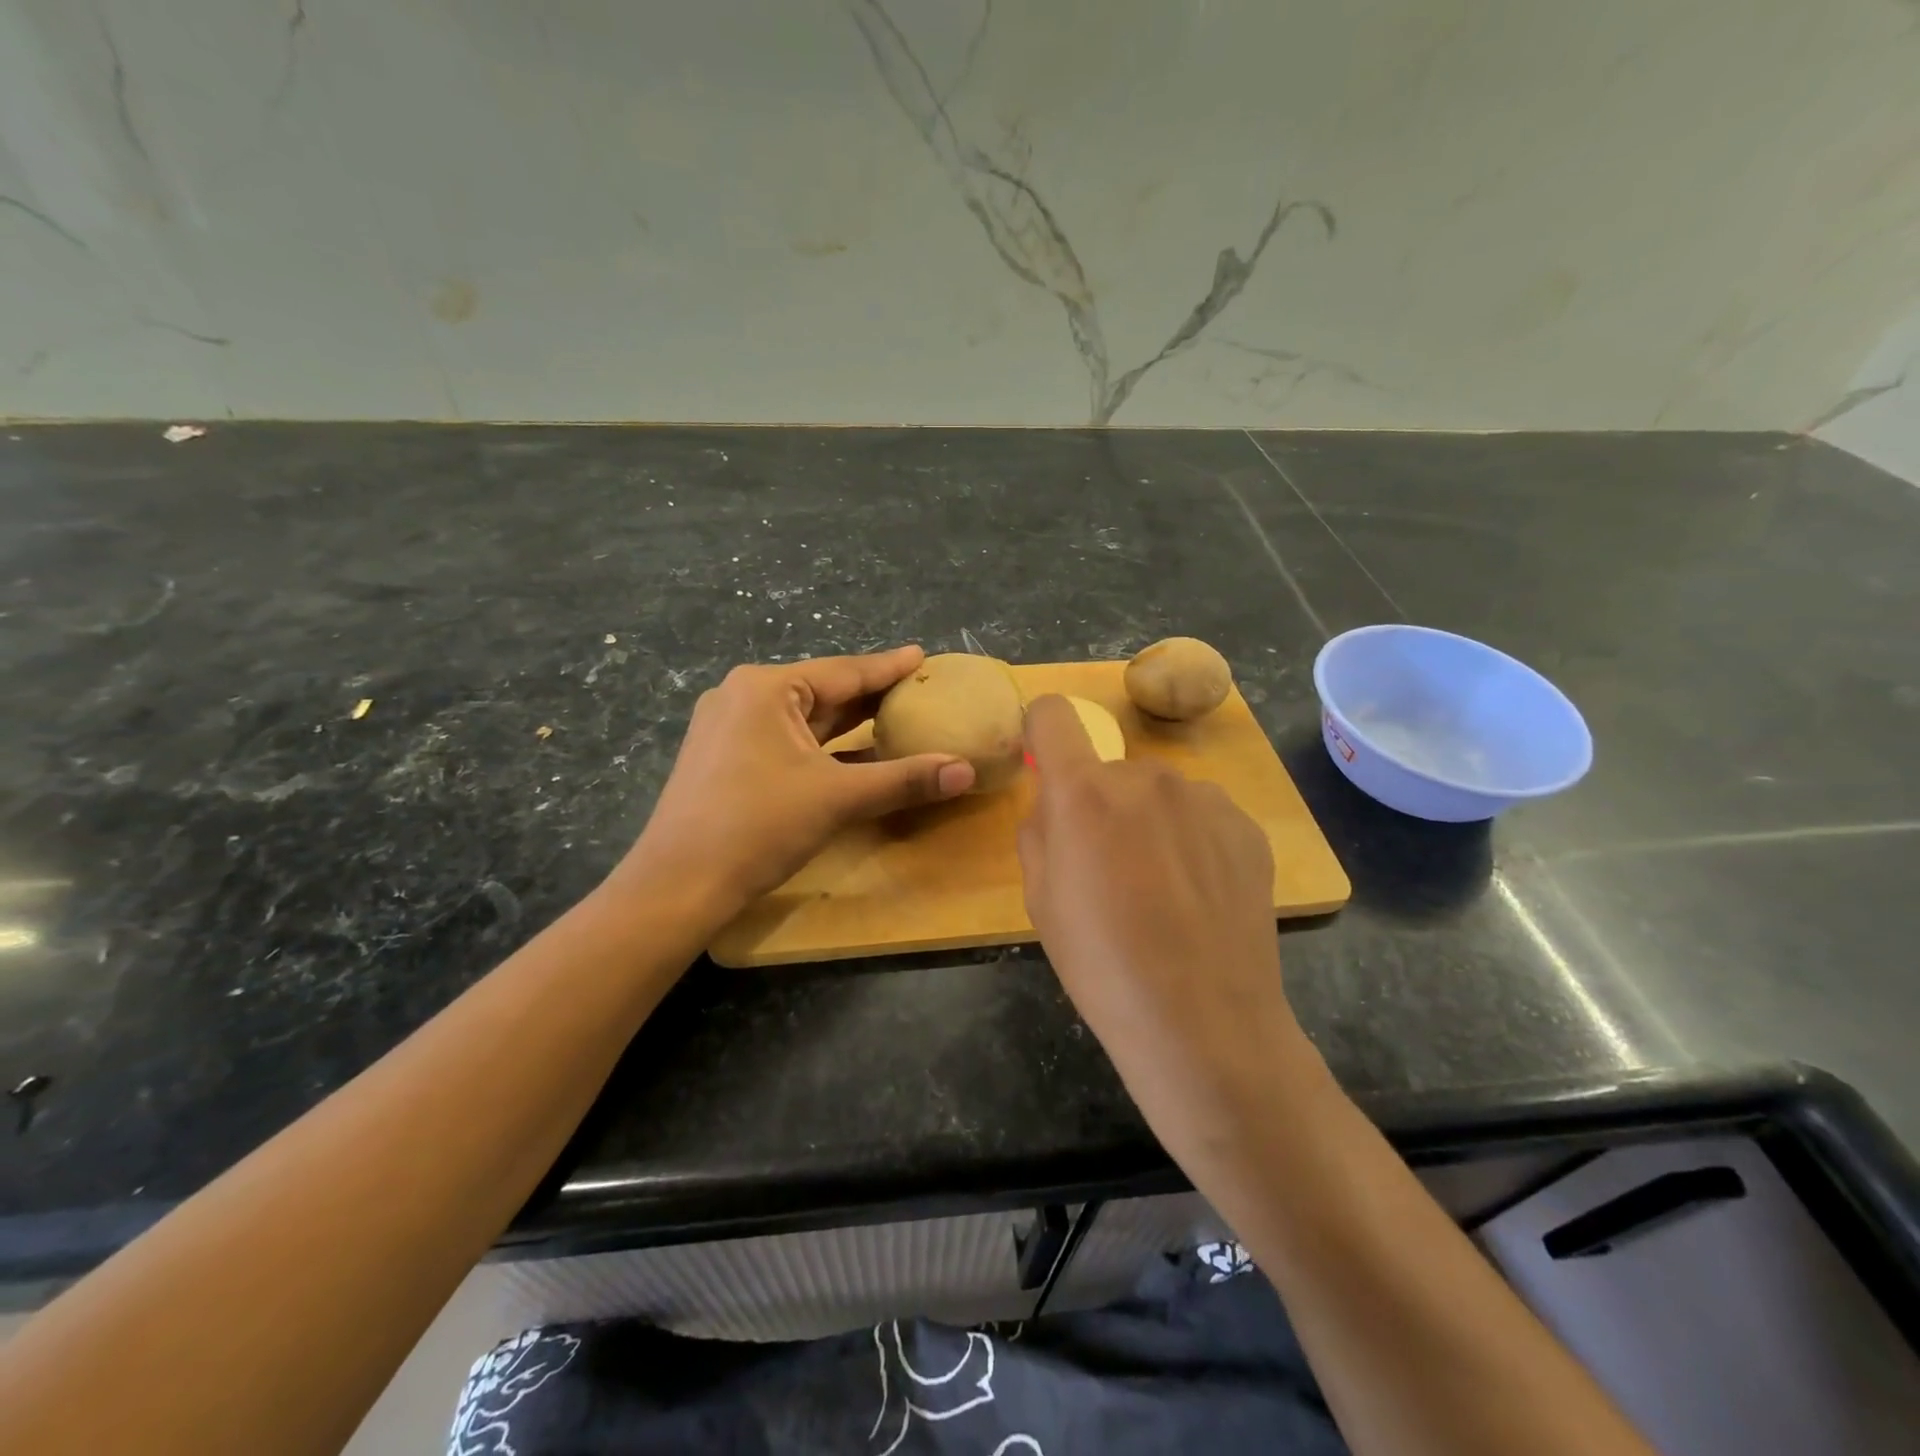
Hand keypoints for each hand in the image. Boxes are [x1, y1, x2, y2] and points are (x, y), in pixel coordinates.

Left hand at [615, 646, 974, 923]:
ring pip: (805, 720)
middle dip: (870, 695)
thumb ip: (904, 779)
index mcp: (766, 688)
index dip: (888, 667)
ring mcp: (730, 729)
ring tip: (896, 717)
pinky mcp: (726, 760)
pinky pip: (788, 742)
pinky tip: (856, 757)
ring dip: (849, 724)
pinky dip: (824, 749)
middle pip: (823, 692)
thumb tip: (966, 771)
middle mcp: (744, 697)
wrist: (678, 885)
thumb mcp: (837, 798)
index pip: (843, 672)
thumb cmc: (757, 826)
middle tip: (918, 689)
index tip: (922, 655)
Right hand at [1017, 695, 1327, 1157]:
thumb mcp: (1040, 900)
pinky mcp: (1246, 826)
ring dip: (1150, 822)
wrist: (1204, 1024)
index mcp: (1084, 793)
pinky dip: (1192, 841)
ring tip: (1164, 890)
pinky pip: (1201, 816)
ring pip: (1159, 795)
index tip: (1046, 765)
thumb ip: (1040, 830)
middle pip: (1110, 771)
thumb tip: (1057, 803)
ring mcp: (1204, 798)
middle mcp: (1147, 777)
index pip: (1054, 715)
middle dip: (1102, 805)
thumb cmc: (1102, 966)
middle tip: (1111, 870)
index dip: (1042, 732)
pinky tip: (1200, 897)